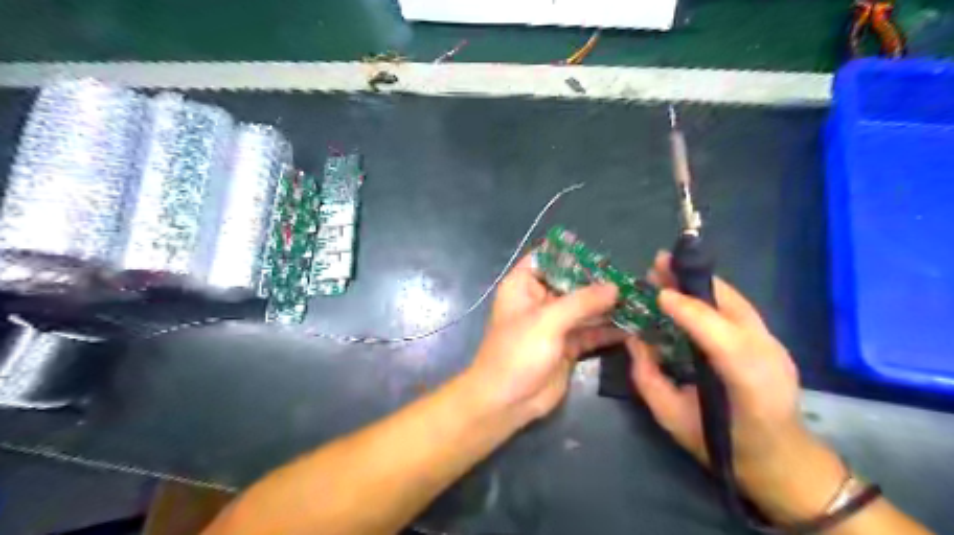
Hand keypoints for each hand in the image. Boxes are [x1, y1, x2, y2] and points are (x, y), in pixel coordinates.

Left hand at [467, 256, 622, 420]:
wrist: (507, 401)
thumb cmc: (517, 352)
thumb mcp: (547, 321)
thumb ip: (582, 301)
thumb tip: (615, 287)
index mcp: (524, 285)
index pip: (547, 257)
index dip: (572, 254)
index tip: (603, 256)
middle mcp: (540, 299)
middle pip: (573, 282)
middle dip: (600, 281)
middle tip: (633, 279)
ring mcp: (556, 323)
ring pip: (586, 308)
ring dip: (609, 306)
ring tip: (640, 299)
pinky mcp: (569, 345)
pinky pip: (592, 331)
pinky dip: (610, 329)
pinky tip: (635, 325)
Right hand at [633, 251, 844, 521]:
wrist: (782, 461)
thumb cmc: (723, 445)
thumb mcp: (672, 418)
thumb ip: (648, 378)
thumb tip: (632, 339)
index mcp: (746, 384)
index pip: (720, 337)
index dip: (688, 310)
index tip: (657, 294)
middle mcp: (768, 356)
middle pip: (731, 307)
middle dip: (692, 281)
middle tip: (658, 262)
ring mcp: (774, 346)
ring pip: (735, 301)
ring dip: (699, 282)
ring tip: (668, 270)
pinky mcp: (771, 341)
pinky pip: (737, 309)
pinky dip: (710, 294)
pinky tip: (688, 291)